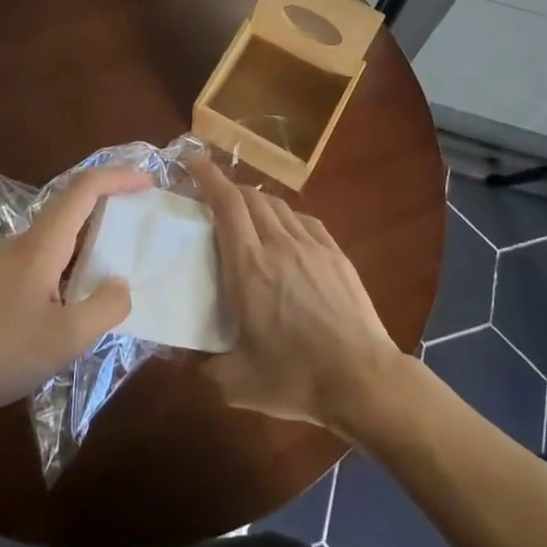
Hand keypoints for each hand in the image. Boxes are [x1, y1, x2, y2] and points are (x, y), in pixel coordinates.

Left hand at [0, 164, 137, 424]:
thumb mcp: (65, 338)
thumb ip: (105, 308)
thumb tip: (122, 285)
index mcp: (44, 243)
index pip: (85, 188)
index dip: (119, 177)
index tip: (150, 183)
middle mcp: (26, 242)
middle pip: (71, 201)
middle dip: (109, 198)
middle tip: (141, 214)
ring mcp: (8, 262)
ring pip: (58, 230)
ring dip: (91, 229)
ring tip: (118, 253)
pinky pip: (46, 254)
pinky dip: (73, 255)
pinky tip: (79, 292)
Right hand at [189, 155, 405, 433]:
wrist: (361, 378)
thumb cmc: (295, 379)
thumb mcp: (237, 384)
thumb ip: (205, 367)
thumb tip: (185, 359)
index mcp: (248, 268)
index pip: (226, 205)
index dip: (208, 178)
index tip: (193, 162)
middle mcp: (278, 245)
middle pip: (251, 198)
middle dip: (228, 188)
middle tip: (213, 196)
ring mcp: (311, 245)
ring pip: (278, 206)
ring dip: (256, 201)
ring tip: (246, 213)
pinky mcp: (336, 253)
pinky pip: (305, 220)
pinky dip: (286, 217)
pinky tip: (285, 231)